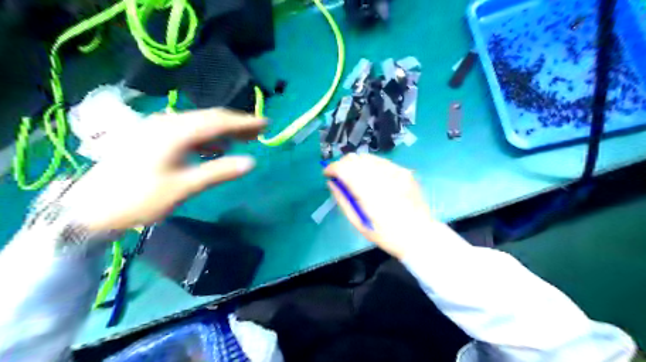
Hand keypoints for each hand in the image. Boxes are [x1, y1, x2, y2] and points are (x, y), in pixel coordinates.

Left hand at [63, 107, 266, 231]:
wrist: (91, 208)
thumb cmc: (140, 198)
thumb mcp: (184, 186)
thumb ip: (219, 171)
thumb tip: (251, 162)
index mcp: (176, 132)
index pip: (218, 121)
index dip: (244, 122)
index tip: (266, 123)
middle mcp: (167, 123)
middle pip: (210, 118)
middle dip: (237, 124)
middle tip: (260, 132)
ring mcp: (158, 129)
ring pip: (199, 124)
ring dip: (223, 131)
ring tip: (243, 140)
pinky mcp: (153, 138)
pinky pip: (188, 132)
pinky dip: (206, 139)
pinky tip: (215, 148)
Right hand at [323, 155, 449, 258]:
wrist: (419, 234)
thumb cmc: (386, 234)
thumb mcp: (359, 223)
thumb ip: (343, 200)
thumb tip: (332, 183)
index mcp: (369, 192)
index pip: (345, 168)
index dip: (332, 168)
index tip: (327, 174)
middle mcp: (383, 177)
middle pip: (355, 158)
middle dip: (343, 165)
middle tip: (340, 177)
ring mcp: (396, 172)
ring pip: (368, 157)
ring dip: (356, 164)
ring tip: (356, 178)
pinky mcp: (405, 171)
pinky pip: (382, 162)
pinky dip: (371, 166)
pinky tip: (373, 178)